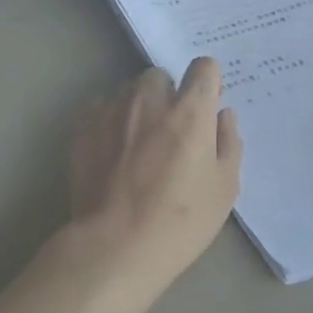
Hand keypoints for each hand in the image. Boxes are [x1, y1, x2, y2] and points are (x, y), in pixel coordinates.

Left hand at [61, 59, 242, 311]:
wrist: (115, 245)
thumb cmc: (180, 221)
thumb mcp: (224, 189)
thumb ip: (228, 143)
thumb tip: (223, 115)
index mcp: (190, 111)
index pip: (204, 67)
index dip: (207, 83)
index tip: (206, 105)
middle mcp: (150, 99)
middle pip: (161, 77)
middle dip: (167, 95)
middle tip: (169, 131)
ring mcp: (112, 110)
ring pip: (128, 92)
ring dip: (137, 107)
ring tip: (136, 143)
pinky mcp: (84, 126)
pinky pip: (101, 109)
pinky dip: (110, 121)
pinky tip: (111, 152)